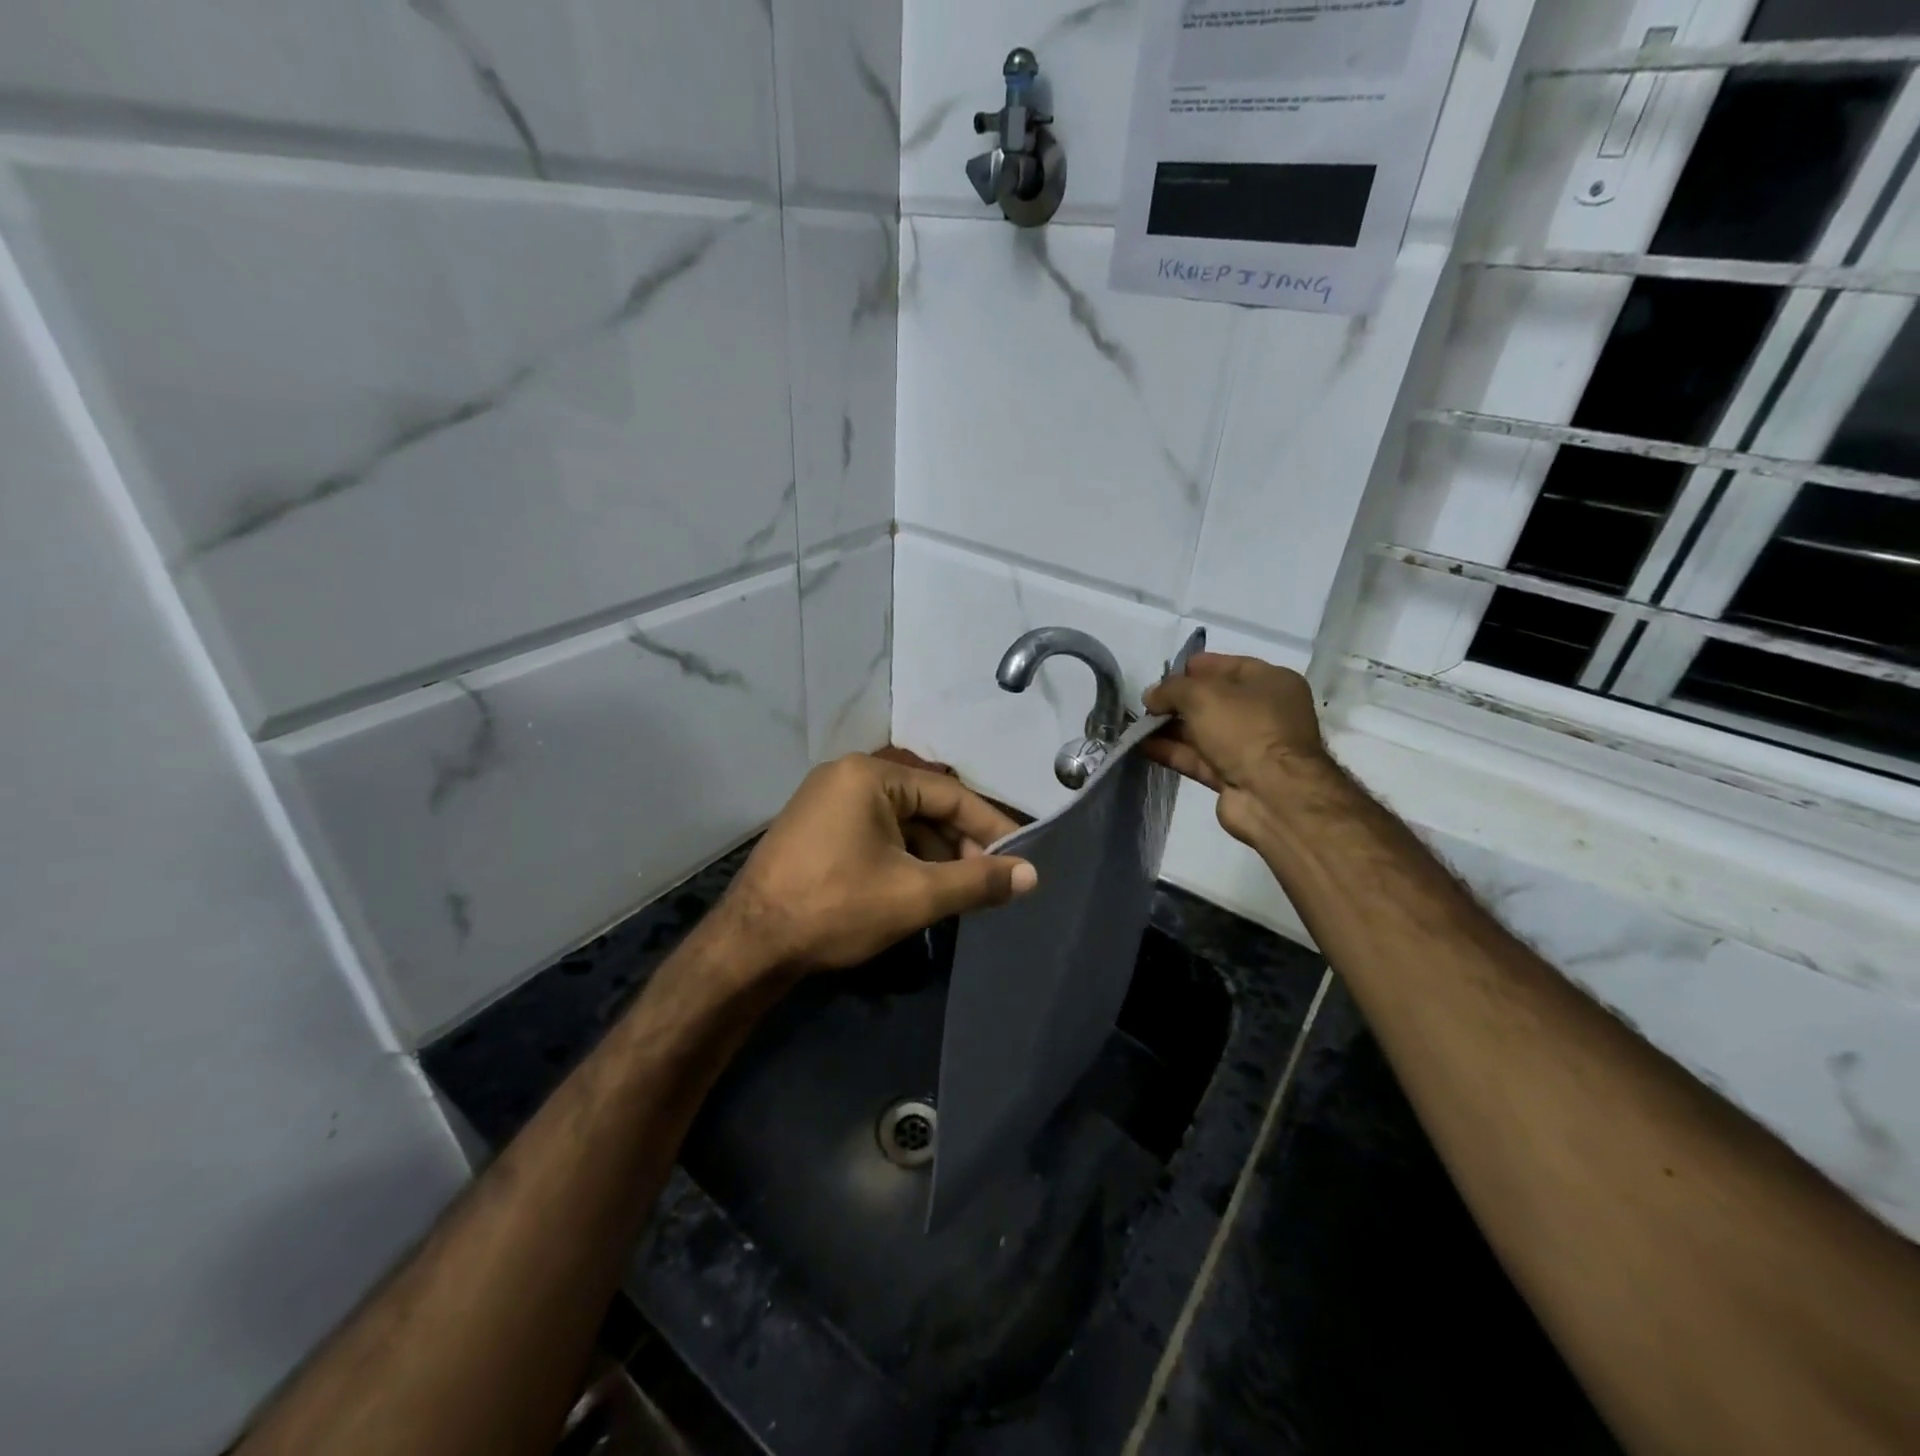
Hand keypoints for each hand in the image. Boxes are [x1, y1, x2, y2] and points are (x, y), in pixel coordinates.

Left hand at [720, 754, 1036, 974]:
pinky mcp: (815, 829)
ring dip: (932, 855)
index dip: (989, 827)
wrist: (749, 946)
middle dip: (959, 845)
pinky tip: (918, 889)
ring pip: (900, 823)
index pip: (949, 794)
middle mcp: (846, 777)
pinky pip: (874, 834)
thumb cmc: (836, 908)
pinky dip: (902, 858)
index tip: (1019, 857)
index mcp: (869, 776)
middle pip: (924, 806)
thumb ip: (977, 882)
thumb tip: (1032, 876)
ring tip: (958, 892)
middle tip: (989, 882)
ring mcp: (826, 802)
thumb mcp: (915, 895)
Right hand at [1141, 653, 1332, 845]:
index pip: (1227, 666)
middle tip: (1146, 704)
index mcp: (1271, 682)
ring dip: (1170, 728)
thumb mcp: (1202, 695)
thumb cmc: (1244, 728)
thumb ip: (1170, 689)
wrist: (1272, 795)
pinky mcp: (1234, 776)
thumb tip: (1150, 695)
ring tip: (1136, 725)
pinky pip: (1198, 758)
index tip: (1163, 675)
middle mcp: (1264, 712)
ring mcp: (1250, 747)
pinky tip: (1143, 746)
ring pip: (1203, 731)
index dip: (1194, 668)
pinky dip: (1172, 751)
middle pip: (1213, 700)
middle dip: (1178, 701)